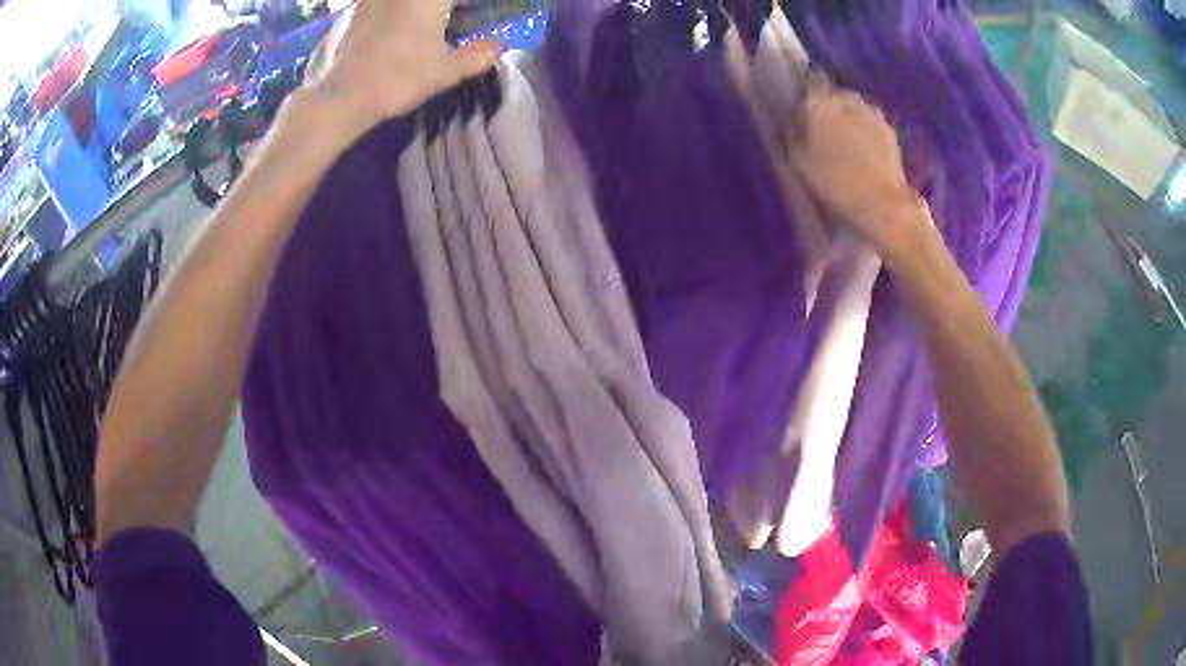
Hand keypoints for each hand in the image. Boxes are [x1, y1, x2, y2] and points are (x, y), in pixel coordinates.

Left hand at [305, 0, 497, 135]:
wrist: (338, 99)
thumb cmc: (397, 79)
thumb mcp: (444, 72)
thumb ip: (475, 56)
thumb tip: (497, 46)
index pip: (450, 1)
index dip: (461, 9)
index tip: (464, 15)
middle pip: (424, 2)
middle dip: (433, 10)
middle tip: (440, 19)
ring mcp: (366, 0)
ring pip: (392, 3)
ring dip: (404, 11)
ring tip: (408, 32)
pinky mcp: (344, 14)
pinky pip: (369, 6)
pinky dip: (379, 14)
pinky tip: (379, 34)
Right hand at [788, 82, 928, 255]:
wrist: (883, 204)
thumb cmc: (835, 183)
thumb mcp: (799, 162)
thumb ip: (793, 134)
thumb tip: (793, 119)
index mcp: (821, 103)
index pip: (811, 83)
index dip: (808, 95)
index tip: (804, 111)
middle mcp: (848, 100)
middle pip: (835, 95)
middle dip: (830, 108)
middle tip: (825, 131)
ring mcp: (873, 114)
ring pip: (855, 109)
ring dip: (850, 120)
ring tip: (847, 145)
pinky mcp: (890, 132)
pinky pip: (871, 125)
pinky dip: (866, 133)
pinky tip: (865, 155)